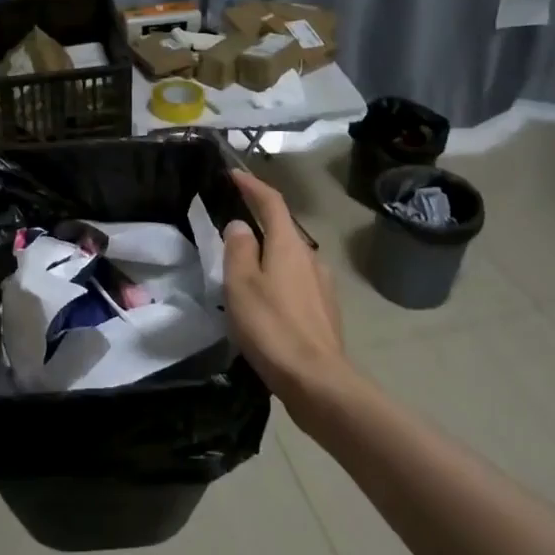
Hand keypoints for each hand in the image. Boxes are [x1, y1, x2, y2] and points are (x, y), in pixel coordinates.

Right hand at [223, 170, 350, 405]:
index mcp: (289, 245)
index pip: (271, 202)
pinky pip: (296, 283)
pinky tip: (265, 302)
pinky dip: (278, 281)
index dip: (252, 185)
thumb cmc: (272, 326)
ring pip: (289, 259)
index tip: (233, 173)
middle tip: (230, 229)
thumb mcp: (241, 284)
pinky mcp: (324, 311)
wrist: (317, 380)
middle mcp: (310, 258)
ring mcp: (322, 285)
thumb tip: (241, 225)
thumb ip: (238, 249)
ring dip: (268, 257)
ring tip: (243, 271)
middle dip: (259, 224)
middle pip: (282, 230)